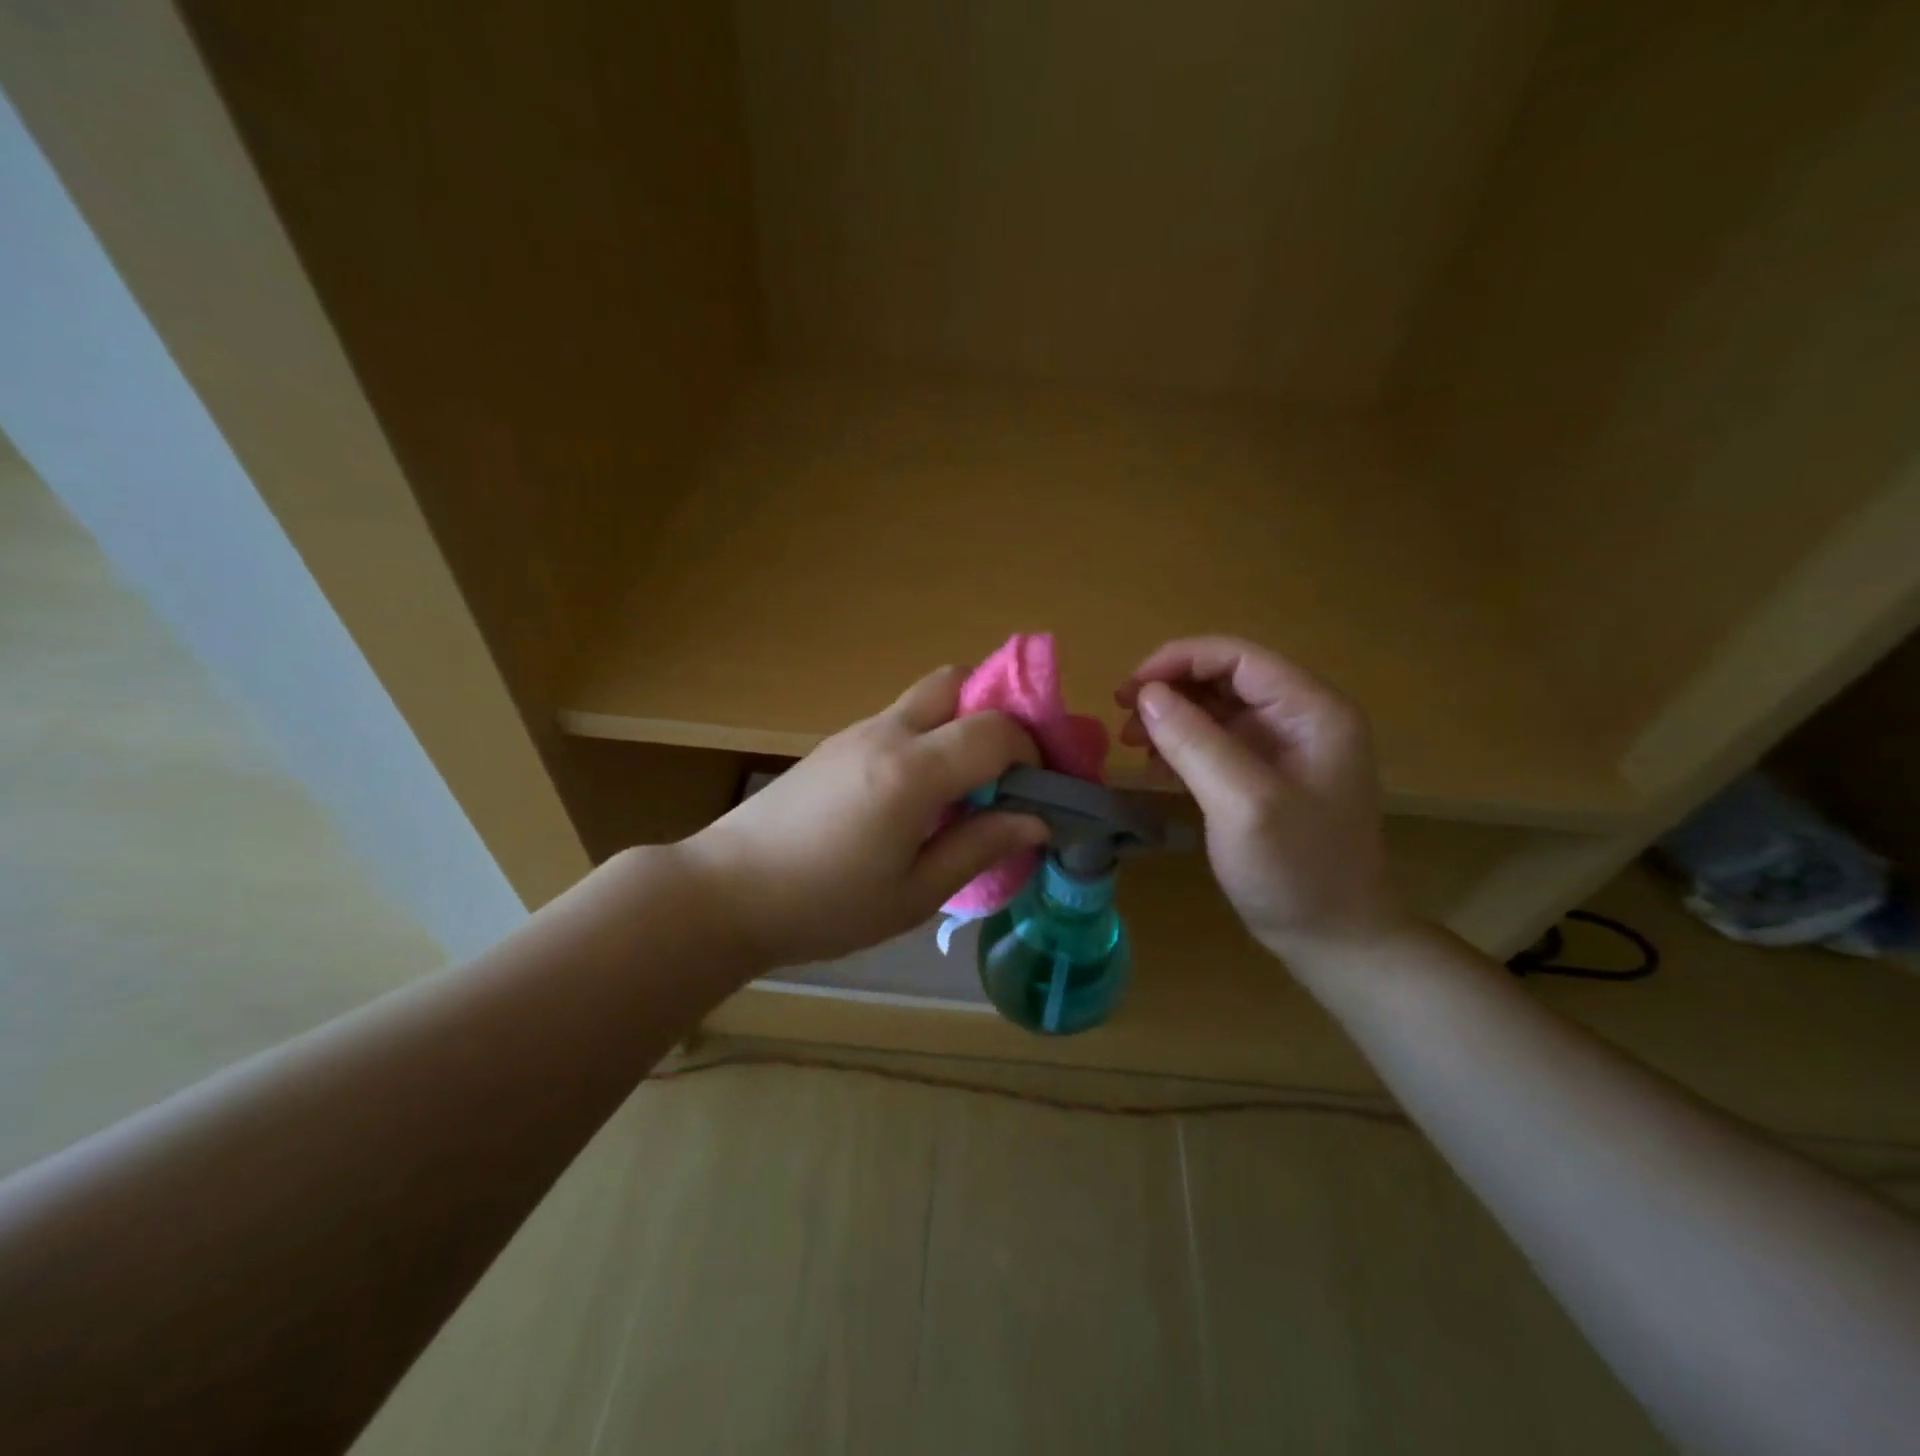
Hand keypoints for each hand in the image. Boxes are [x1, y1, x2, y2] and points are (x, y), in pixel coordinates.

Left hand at [677, 667, 1047, 964]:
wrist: (725, 893)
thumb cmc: (825, 906)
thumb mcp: (914, 894)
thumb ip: (979, 847)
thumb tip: (1036, 820)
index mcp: (912, 771)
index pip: (996, 729)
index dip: (1031, 752)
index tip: (1038, 792)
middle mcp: (887, 733)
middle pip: (957, 681)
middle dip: (996, 711)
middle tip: (1007, 769)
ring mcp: (855, 732)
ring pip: (926, 698)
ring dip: (960, 725)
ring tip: (965, 788)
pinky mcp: (834, 745)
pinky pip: (898, 721)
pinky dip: (928, 739)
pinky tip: (917, 796)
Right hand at [1115, 637, 1407, 958]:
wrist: (1335, 938)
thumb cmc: (1297, 870)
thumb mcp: (1242, 803)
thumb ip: (1195, 742)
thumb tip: (1146, 695)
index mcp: (1312, 710)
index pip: (1237, 656)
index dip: (1177, 661)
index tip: (1128, 691)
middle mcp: (1301, 718)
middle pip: (1224, 678)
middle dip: (1170, 691)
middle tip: (1123, 720)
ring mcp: (1284, 748)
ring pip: (1216, 709)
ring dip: (1171, 718)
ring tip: (1133, 744)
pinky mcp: (1266, 775)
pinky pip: (1217, 742)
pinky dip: (1182, 747)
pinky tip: (1157, 770)